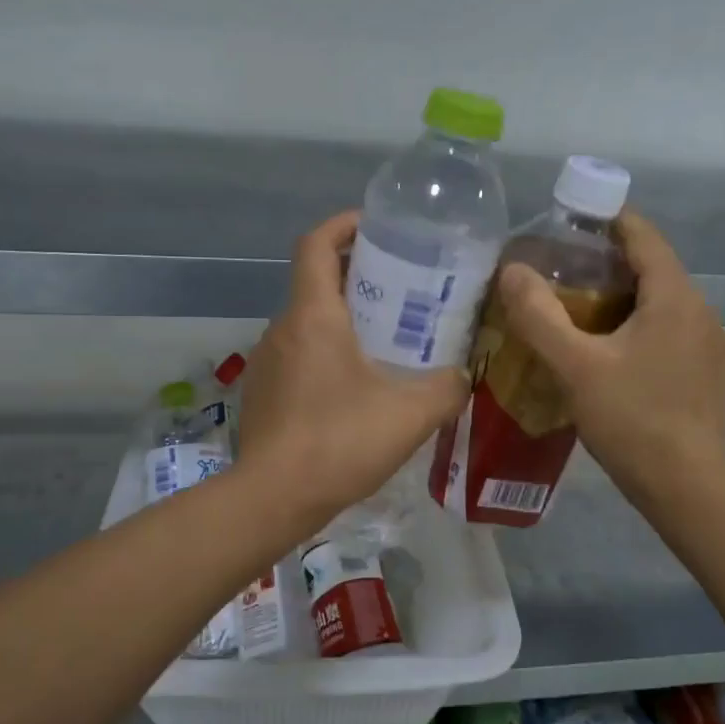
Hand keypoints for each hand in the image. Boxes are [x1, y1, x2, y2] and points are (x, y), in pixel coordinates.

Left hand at [239, 211, 468, 531]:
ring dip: (342, 322)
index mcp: (313, 316)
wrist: (273, 498)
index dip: (344, 225)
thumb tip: (462, 378)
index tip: (375, 225)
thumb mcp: (411, 414)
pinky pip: (298, 359)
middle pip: (316, 284)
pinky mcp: (262, 395)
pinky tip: (355, 391)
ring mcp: (266, 364)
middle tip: (401, 291)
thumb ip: (447, 388)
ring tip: (385, 343)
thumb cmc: (340, 441)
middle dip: (357, 278)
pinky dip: (326, 357)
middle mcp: (282, 329)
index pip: (317, 245)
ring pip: (307, 325)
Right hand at [497, 210, 724, 502]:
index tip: (576, 220)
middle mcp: (704, 313)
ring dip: (630, 305)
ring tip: (589, 322)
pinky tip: (624, 363)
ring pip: (666, 309)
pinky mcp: (715, 379)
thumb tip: (512, 270)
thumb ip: (539, 316)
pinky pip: (677, 339)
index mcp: (675, 299)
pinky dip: (648, 335)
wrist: (686, 487)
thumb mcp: (574, 367)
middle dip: (612, 268)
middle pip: (655, 273)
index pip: (644, 238)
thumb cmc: (630, 420)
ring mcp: (715, 348)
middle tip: (566, 278)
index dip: (611, 221)